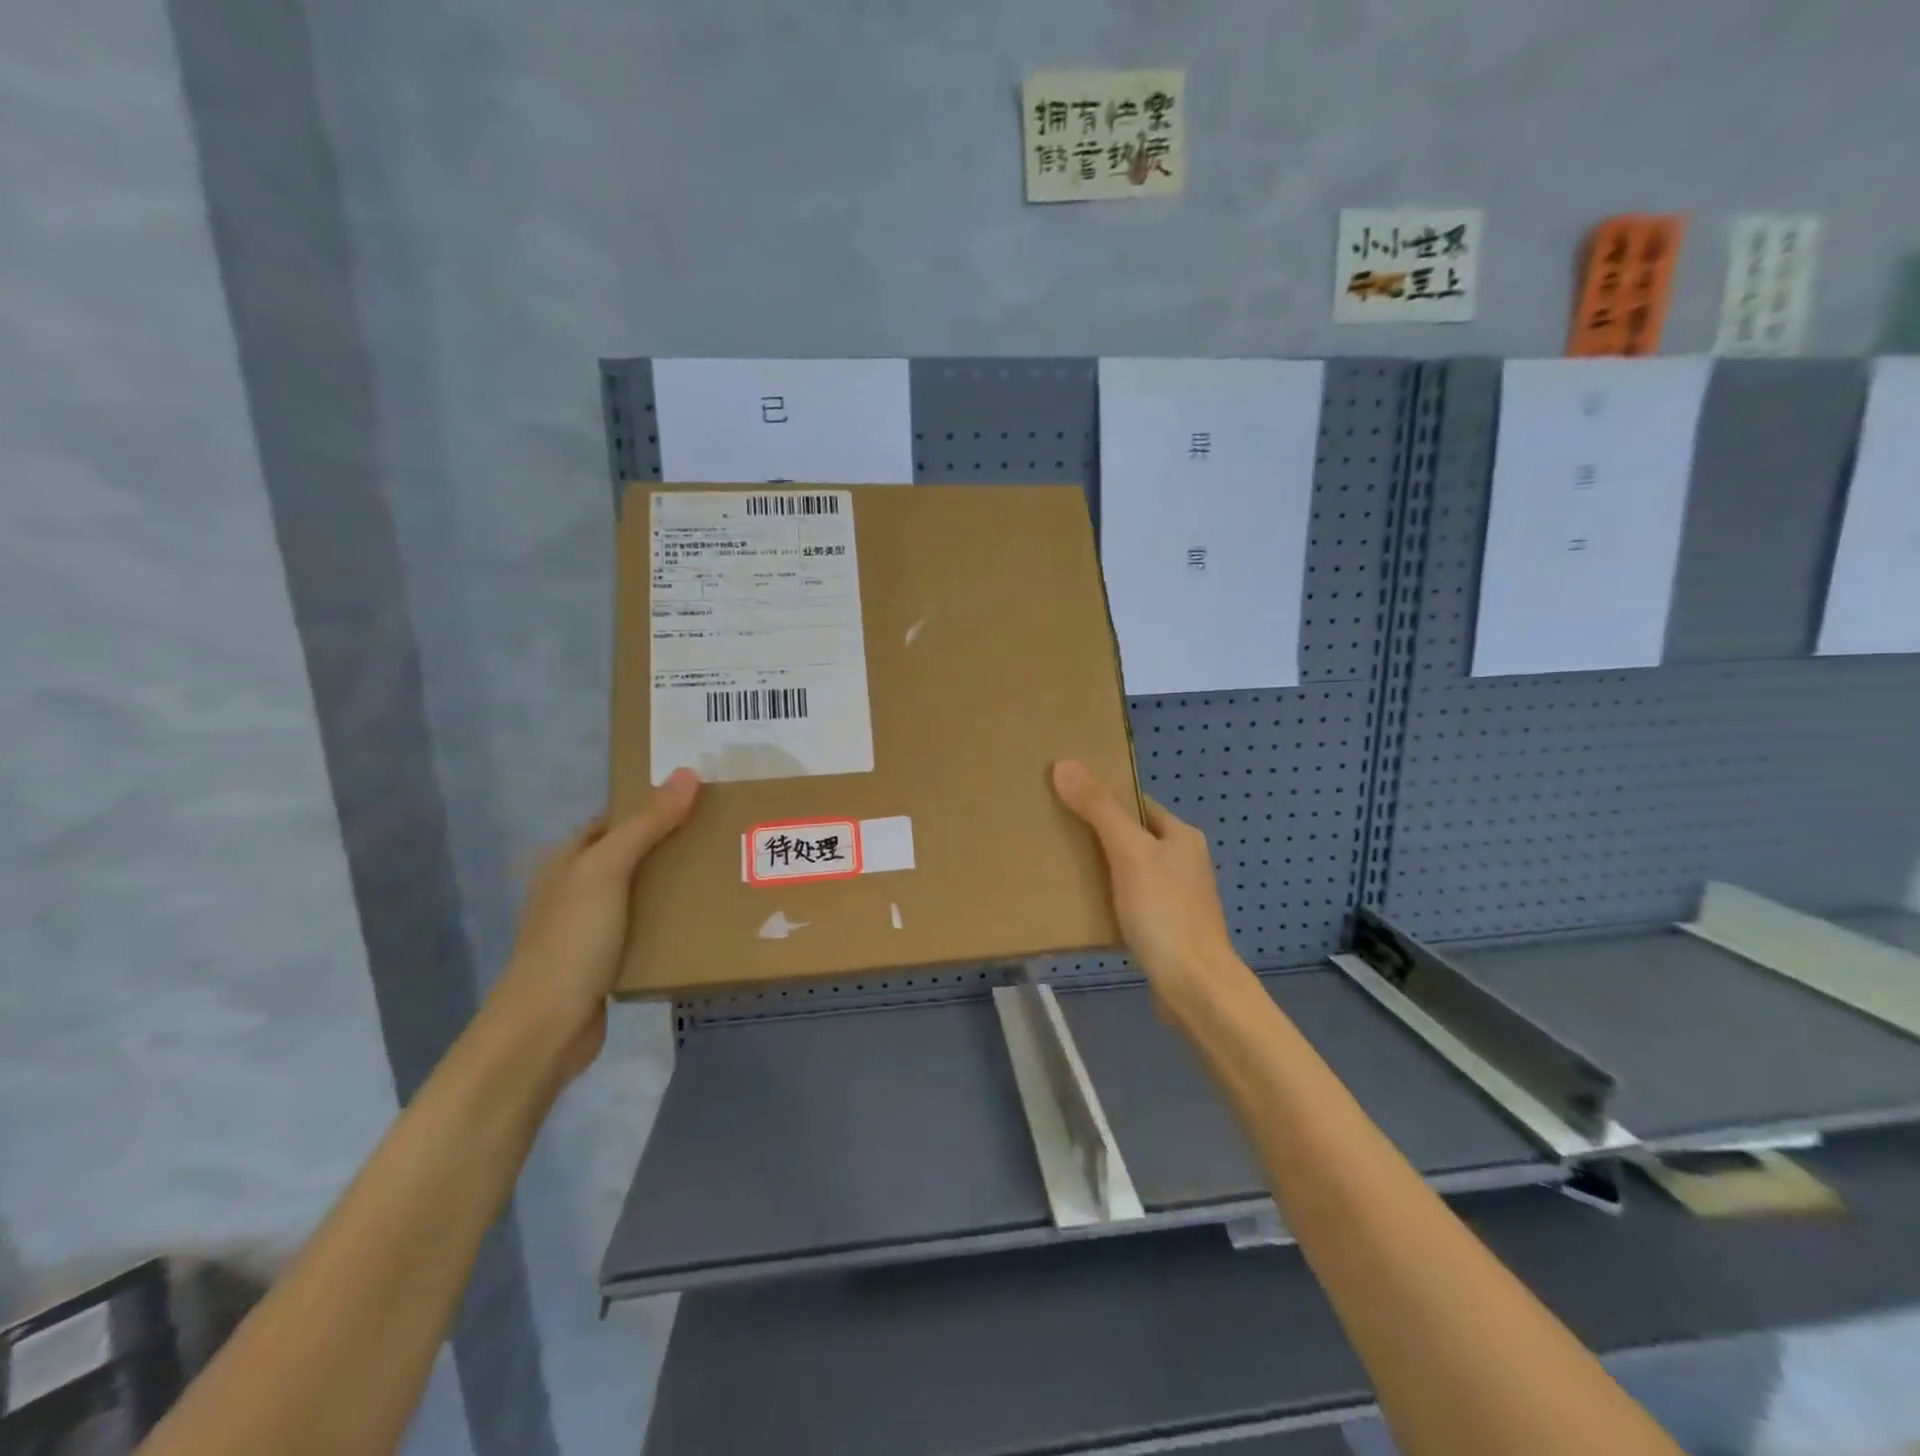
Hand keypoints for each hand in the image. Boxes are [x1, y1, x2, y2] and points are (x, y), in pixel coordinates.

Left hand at [487, 768, 700, 1079]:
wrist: (546, 1028)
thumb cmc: (572, 940)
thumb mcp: (607, 871)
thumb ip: (646, 824)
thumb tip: (687, 773)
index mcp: (568, 860)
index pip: (616, 818)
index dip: (652, 803)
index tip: (701, 797)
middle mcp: (577, 889)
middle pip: (632, 853)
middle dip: (672, 842)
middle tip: (723, 833)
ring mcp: (590, 927)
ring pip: (641, 891)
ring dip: (675, 882)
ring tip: (724, 870)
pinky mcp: (608, 961)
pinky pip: (646, 927)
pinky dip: (671, 919)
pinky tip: (703, 919)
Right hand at [1051, 760, 1239, 995]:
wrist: (1195, 988)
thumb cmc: (1165, 912)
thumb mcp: (1129, 852)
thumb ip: (1099, 809)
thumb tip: (1064, 763)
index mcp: (1182, 836)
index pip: (1137, 803)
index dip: (1104, 797)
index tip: (1065, 795)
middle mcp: (1183, 862)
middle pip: (1132, 836)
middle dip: (1096, 833)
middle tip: (1053, 830)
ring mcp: (1176, 898)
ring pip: (1129, 870)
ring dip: (1100, 867)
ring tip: (1059, 865)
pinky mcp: (1165, 929)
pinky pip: (1129, 901)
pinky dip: (1107, 898)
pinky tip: (1081, 905)